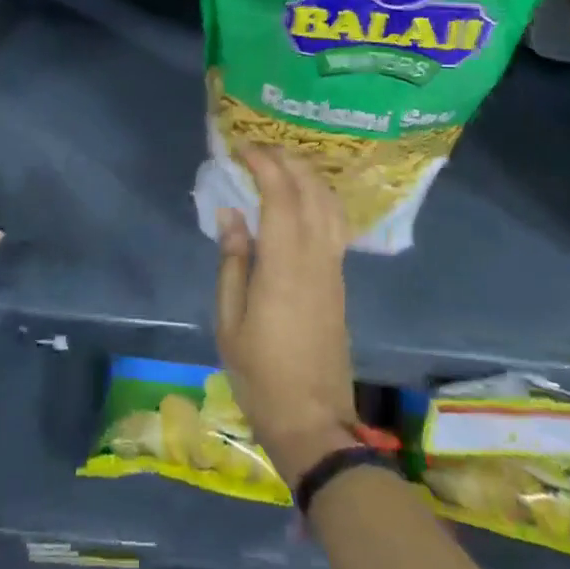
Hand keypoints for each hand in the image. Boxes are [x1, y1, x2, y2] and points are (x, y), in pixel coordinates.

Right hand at [215, 147, 359, 486]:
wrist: (314, 420)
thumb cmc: (261, 375)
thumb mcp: (230, 321)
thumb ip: (232, 262)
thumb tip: (232, 214)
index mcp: (285, 266)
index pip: (281, 196)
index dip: (265, 164)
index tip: (243, 148)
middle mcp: (316, 258)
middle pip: (312, 192)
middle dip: (289, 161)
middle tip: (260, 149)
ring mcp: (333, 269)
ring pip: (330, 205)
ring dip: (309, 176)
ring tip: (282, 164)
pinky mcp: (340, 281)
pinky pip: (335, 224)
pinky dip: (319, 198)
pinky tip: (302, 199)